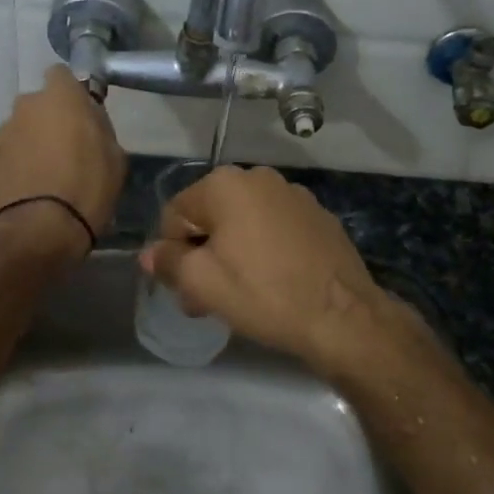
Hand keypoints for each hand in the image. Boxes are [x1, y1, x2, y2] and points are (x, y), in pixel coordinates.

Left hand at [0, 65, 126, 258]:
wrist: (39, 230)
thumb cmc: (87, 187)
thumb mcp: (115, 156)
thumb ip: (100, 128)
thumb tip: (89, 120)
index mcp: (60, 97)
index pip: (62, 74)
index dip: (73, 92)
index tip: (84, 114)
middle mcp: (26, 106)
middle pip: (41, 105)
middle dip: (53, 119)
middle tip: (72, 147)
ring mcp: (4, 134)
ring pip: (25, 129)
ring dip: (36, 143)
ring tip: (53, 175)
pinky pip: (13, 154)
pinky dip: (23, 164)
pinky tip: (36, 189)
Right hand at [140, 165, 392, 365]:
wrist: (343, 316)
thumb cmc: (264, 294)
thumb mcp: (202, 283)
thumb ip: (168, 262)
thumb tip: (149, 253)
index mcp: (225, 184)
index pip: (175, 215)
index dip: (173, 254)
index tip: (186, 291)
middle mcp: (258, 177)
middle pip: (210, 217)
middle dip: (202, 255)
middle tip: (208, 299)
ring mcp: (293, 194)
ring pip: (242, 223)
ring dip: (232, 254)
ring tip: (241, 294)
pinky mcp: (317, 215)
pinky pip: (274, 229)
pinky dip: (264, 250)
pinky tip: (273, 282)